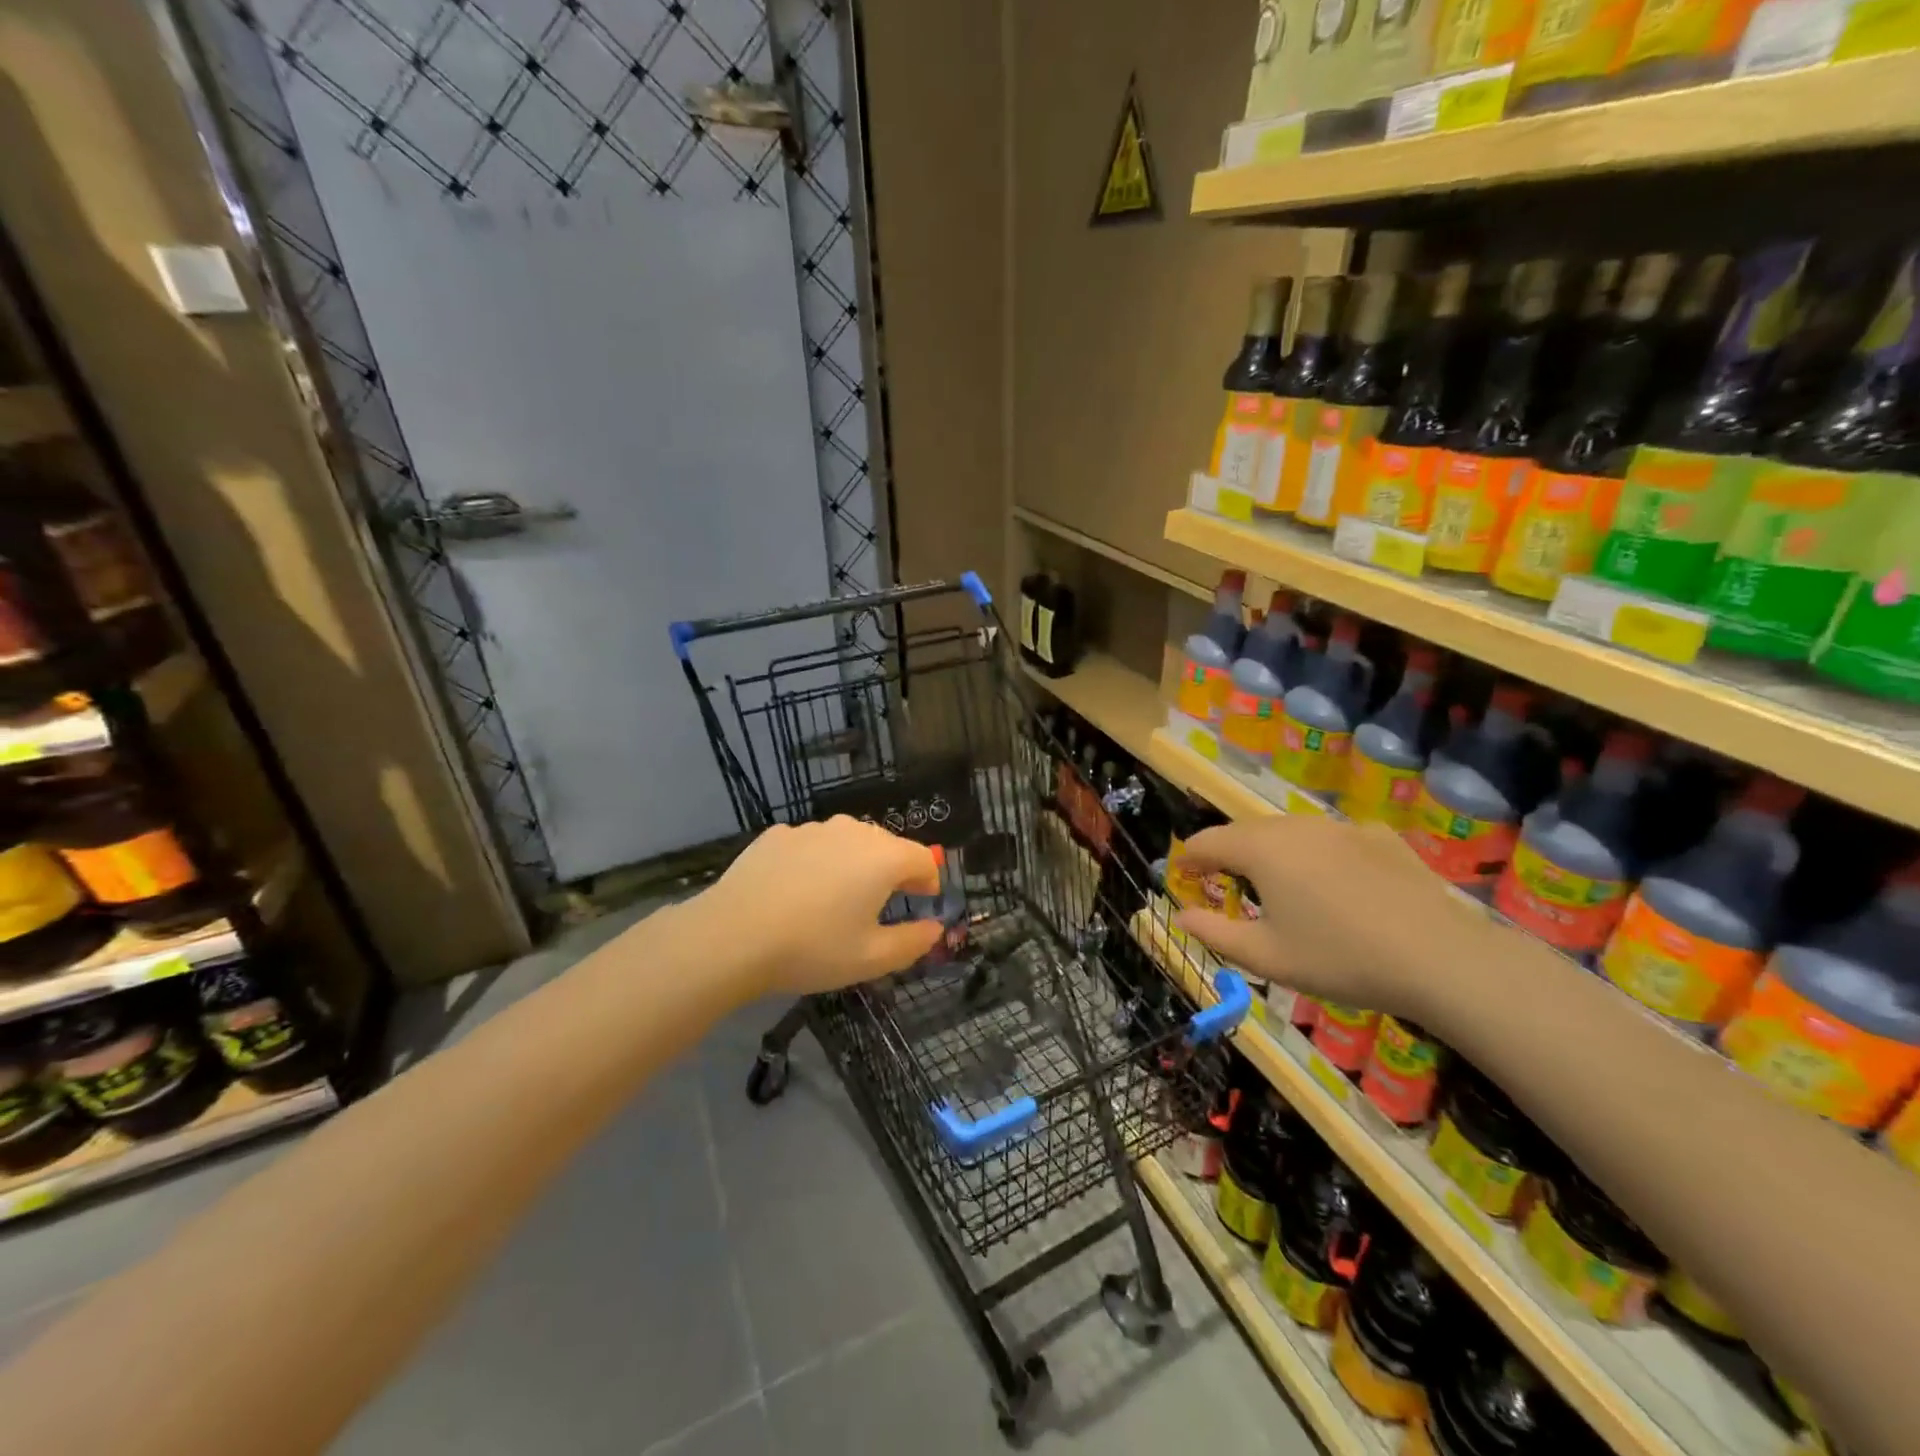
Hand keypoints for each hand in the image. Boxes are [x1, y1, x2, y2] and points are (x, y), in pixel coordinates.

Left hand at [698, 816, 943, 995]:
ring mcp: (812, 829)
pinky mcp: (777, 834)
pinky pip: (810, 846)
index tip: (922, 902)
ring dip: (852, 865)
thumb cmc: (812, 948)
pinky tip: (795, 893)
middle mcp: (853, 831)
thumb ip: (912, 942)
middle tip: (879, 907)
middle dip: (891, 872)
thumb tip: (935, 928)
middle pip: (885, 846)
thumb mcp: (871, 959)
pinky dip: (815, 863)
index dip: (928, 881)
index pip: (922, 859)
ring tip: (834, 901)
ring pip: (846, 843)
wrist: (732, 935)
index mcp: (884, 858)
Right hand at [1171, 816, 1494, 1027]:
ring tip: (1277, 887)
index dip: (1188, 858)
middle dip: (1226, 855)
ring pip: (1289, 831)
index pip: (1206, 842)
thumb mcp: (1266, 957)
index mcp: (1261, 850)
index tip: (1180, 876)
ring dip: (1271, 852)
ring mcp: (1340, 827)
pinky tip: (1335, 886)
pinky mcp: (1378, 836)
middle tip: (1223, 885)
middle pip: (1245, 832)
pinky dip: (1317, 855)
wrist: (1439, 958)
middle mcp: (1295, 826)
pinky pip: (1331, 838)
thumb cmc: (1339, 959)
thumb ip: (1214, 932)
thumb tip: (1181, 915)